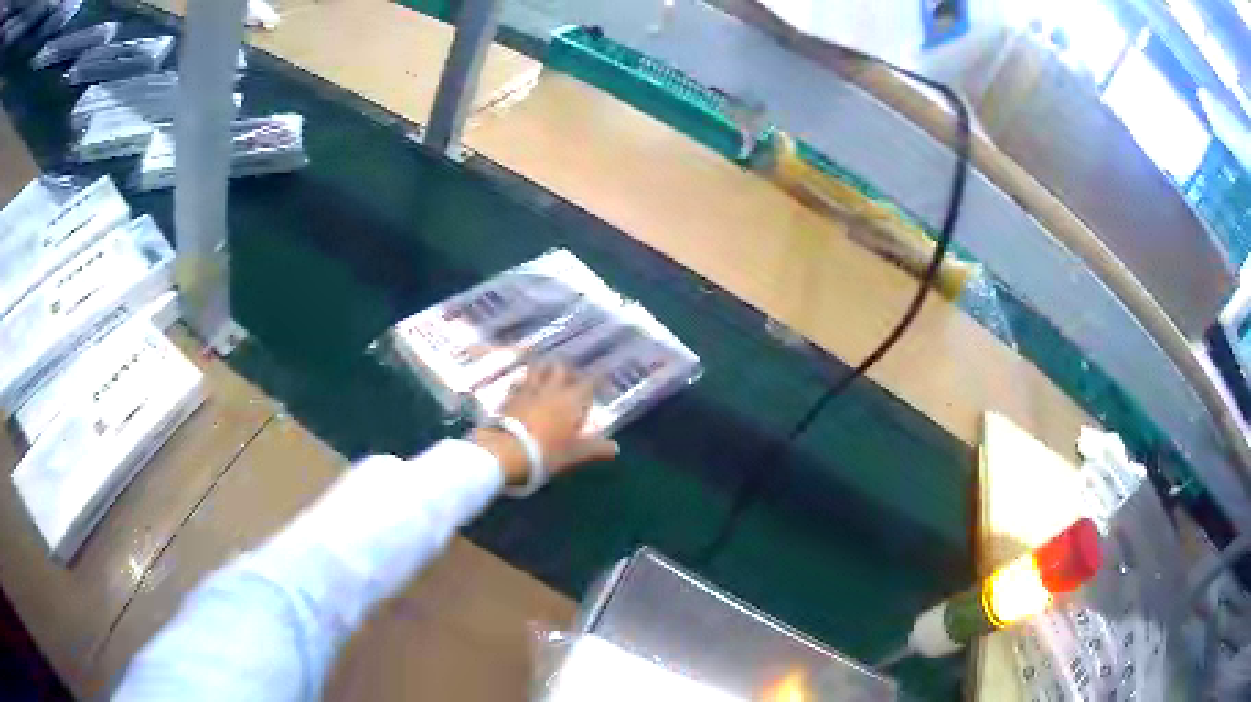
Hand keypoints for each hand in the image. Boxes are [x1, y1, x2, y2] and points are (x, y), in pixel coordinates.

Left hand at [470, 363, 618, 487]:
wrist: (506, 452)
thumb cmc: (547, 453)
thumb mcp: (575, 454)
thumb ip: (596, 449)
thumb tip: (616, 449)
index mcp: (571, 400)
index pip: (588, 382)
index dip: (596, 381)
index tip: (601, 382)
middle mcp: (551, 389)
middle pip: (561, 368)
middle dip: (568, 370)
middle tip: (572, 378)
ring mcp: (528, 390)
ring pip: (537, 369)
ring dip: (543, 370)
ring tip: (546, 375)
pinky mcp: (509, 396)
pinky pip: (518, 382)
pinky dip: (523, 382)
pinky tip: (522, 387)